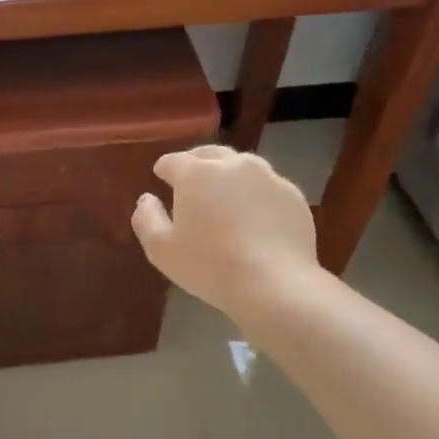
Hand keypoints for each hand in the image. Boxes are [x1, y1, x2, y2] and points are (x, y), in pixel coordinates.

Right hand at [131, 146, 318, 321]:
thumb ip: (146, 218)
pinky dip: (255, 195)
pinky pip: (266, 187)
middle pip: (209, 154)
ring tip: (224, 199)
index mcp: (196, 173)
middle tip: (190, 184)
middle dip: (196, 164)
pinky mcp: (292, 195)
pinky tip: (254, 219)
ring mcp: (268, 177)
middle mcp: (233, 164)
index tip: (161, 179)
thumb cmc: (209, 266)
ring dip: (228, 177)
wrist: (274, 284)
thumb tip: (147, 199)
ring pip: (242, 167)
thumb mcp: (161, 249)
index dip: (164, 169)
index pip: (173, 161)